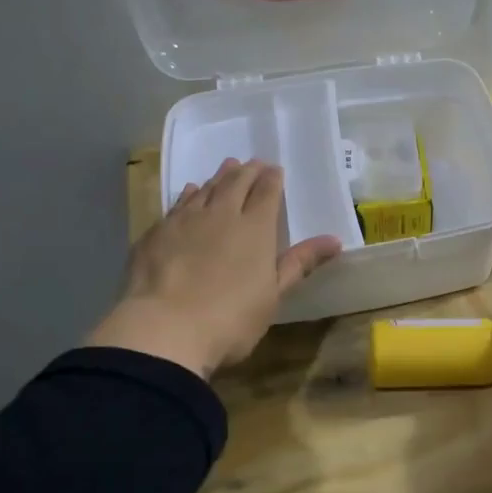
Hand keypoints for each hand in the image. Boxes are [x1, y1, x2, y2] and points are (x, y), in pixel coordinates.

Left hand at [87, 159, 341, 378]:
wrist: (164, 329)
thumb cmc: (230, 318)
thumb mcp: (273, 296)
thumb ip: (300, 263)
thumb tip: (335, 240)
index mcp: (255, 228)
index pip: (267, 192)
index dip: (272, 179)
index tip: (276, 170)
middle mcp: (221, 214)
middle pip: (236, 183)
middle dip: (248, 171)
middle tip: (253, 163)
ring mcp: (185, 220)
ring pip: (206, 189)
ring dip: (219, 177)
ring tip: (226, 168)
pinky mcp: (156, 232)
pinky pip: (178, 203)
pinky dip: (189, 193)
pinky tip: (189, 192)